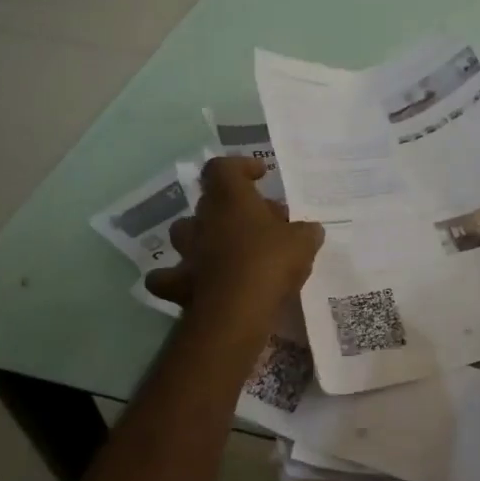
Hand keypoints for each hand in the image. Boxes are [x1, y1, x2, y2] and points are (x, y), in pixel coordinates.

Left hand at [144, 157, 323, 325]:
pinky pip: (169, 276)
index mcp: (230, 199)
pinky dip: (179, 277)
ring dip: (205, 236)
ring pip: (186, 233)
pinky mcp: (178, 284)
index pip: (222, 167)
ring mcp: (187, 252)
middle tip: (263, 222)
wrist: (236, 313)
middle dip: (234, 207)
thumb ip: (306, 231)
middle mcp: (203, 220)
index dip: (240, 167)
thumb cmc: (270, 263)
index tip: (260, 176)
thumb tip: (309, 230)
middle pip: (210, 201)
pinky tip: (196, 282)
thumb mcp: (303, 242)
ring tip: (230, 249)